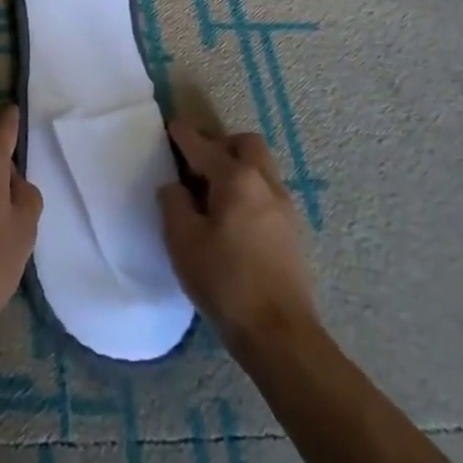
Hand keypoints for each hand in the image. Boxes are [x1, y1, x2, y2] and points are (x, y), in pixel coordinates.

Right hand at [158, 118, 315, 347]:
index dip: (183, 134)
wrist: (279, 334)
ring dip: (236, 168)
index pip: (203, 145)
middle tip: (196, 165)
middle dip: (220, 144)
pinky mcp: (292, 232)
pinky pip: (266, 193)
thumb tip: (176, 187)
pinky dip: (248, 191)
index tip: (170, 127)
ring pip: (260, 168)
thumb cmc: (225, 281)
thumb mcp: (182, 240)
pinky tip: (231, 219)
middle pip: (245, 144)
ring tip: (212, 194)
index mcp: (236, 179)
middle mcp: (265, 183)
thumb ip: (173, 203)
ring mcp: (285, 208)